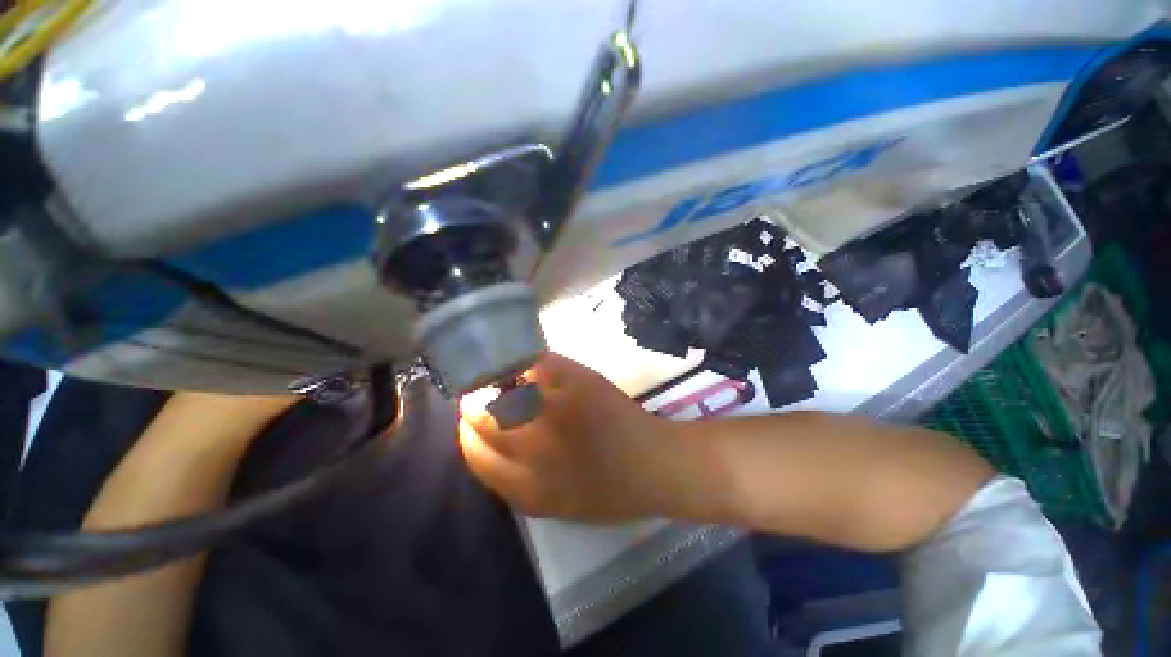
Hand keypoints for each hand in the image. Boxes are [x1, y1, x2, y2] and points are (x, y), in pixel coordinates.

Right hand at [458, 353, 714, 521]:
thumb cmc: (608, 490)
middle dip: (478, 403)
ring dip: (500, 380)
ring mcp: (556, 408)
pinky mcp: (577, 381)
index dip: (469, 431)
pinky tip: (535, 369)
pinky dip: (529, 365)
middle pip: (481, 415)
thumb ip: (512, 477)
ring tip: (511, 381)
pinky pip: (536, 365)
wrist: (652, 463)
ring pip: (505, 385)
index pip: (474, 452)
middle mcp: (533, 448)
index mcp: (525, 487)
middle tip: (489, 395)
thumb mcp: (551, 502)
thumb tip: (484, 440)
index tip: (474, 420)